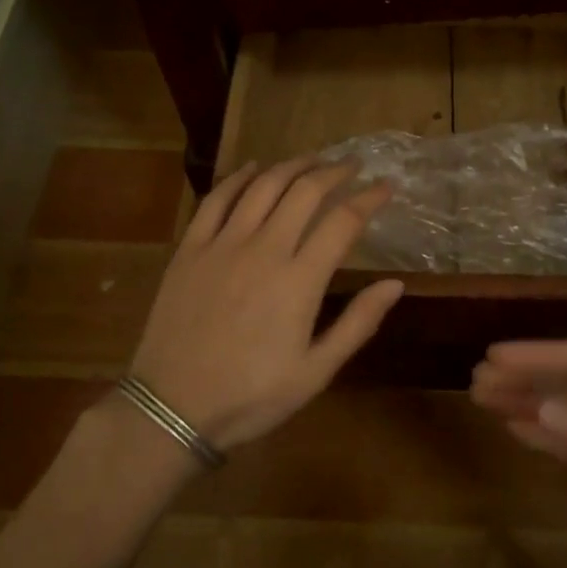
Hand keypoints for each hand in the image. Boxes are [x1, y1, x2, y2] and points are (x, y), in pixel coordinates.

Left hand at [124, 157, 403, 449]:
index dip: (369, 198)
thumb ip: (358, 323)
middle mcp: (264, 249)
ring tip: (313, 159)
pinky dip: (239, 177)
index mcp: (299, 280)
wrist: (171, 408)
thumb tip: (395, 284)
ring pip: (264, 186)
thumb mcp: (315, 372)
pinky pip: (217, 199)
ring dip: (293, 165)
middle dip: (335, 172)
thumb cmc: (251, 396)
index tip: (385, 187)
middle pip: (305, 191)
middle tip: (352, 166)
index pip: (343, 221)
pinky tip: (254, 168)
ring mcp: (223, 244)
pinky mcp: (190, 248)